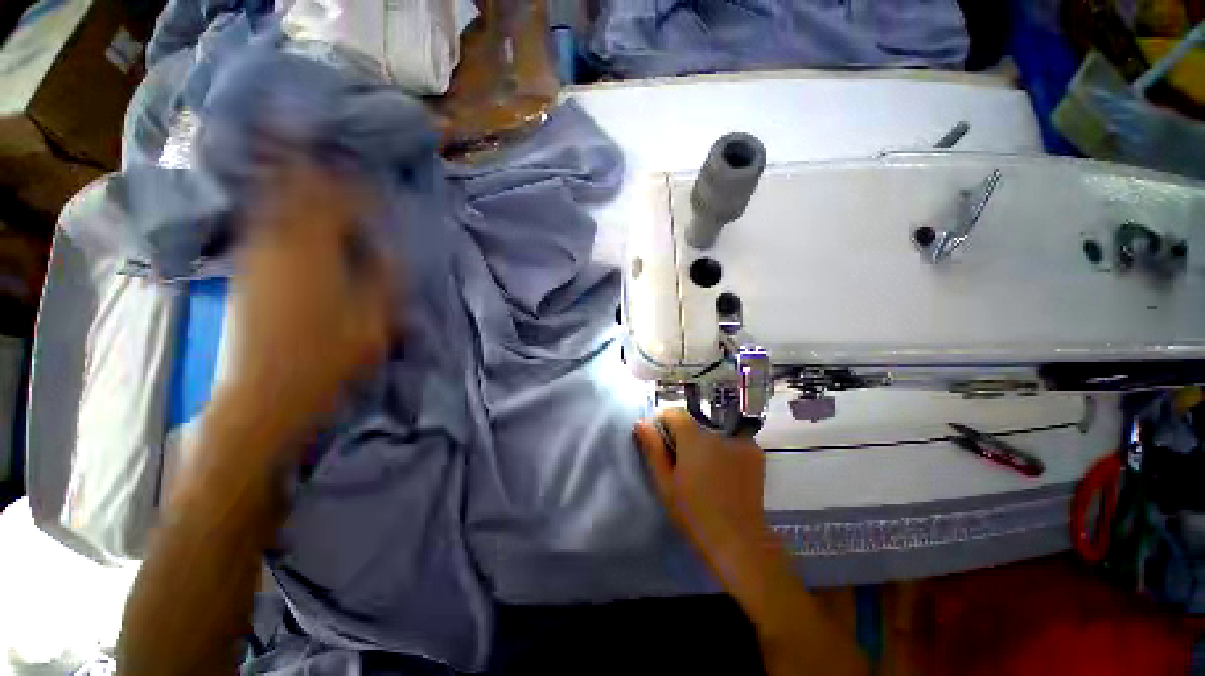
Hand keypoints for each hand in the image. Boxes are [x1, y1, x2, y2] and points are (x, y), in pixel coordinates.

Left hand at [220, 161, 393, 451]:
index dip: (357, 187)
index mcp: (313, 250)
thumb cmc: (329, 355)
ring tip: (313, 172)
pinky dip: (280, 208)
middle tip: (332, 155)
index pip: (335, 200)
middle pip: (293, 189)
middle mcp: (277, 241)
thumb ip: (385, 277)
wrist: (269, 388)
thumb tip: (389, 248)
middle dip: (315, 168)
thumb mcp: (375, 318)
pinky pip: (264, 222)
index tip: (375, 181)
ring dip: (294, 183)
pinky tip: (293, 212)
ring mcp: (256, 253)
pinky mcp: (246, 268)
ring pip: (273, 201)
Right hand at [634, 408, 769, 575]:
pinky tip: (721, 470)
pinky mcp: (755, 451)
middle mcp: (719, 430)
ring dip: (703, 439)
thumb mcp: (665, 481)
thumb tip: (641, 422)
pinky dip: (722, 446)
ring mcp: (741, 439)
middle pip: (693, 419)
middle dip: (683, 433)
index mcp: (695, 436)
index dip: (662, 423)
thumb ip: (652, 448)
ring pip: (712, 428)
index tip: (660, 441)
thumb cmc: (694, 512)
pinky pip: (731, 438)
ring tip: (702, 466)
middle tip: (680, 460)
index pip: (673, 412)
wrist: (739, 540)